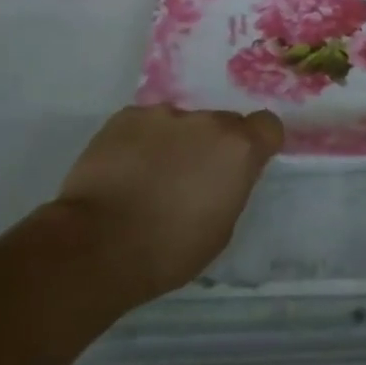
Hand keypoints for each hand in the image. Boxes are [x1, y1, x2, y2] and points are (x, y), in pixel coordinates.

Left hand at [53, 105, 283, 303]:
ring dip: (175, 143)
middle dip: (212, 146)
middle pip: (221, 124)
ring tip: (149, 178)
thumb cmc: (169, 250)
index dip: (259, 143)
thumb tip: (222, 175)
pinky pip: (145, 125)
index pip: (268, 125)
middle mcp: (206, 121)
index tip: (245, 164)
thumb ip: (230, 187)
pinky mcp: (126, 116)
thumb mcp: (221, 228)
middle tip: (190, 179)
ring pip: (180, 124)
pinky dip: (141, 143)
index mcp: (238, 149)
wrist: (98, 244)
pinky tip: (124, 171)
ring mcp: (163, 114)